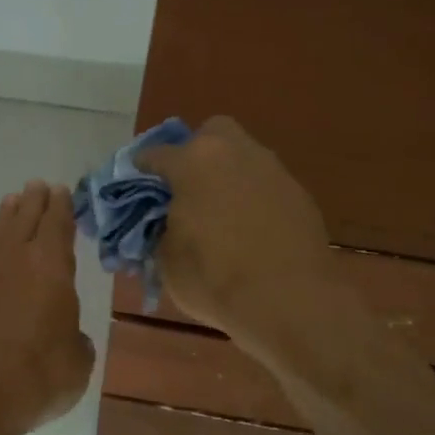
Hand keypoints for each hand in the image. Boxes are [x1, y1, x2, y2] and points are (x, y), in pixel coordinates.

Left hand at [0, 181, 95, 434]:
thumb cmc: (40, 375)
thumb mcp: (79, 360)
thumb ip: (77, 341)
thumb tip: (70, 338)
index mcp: (52, 268)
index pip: (58, 225)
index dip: (62, 207)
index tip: (63, 191)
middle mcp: (18, 261)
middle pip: (27, 220)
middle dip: (35, 202)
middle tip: (39, 186)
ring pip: (0, 233)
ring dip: (8, 216)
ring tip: (13, 201)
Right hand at [135, 116, 335, 343]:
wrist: (289, 300)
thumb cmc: (215, 277)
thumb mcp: (166, 259)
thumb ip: (159, 230)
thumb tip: (164, 224)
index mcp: (193, 162)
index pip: (155, 155)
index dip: (141, 171)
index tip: (135, 188)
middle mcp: (234, 152)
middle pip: (210, 134)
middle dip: (195, 154)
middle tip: (186, 189)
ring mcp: (272, 170)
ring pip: (242, 158)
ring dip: (227, 176)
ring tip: (218, 214)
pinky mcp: (299, 194)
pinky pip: (265, 186)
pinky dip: (253, 199)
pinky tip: (249, 230)